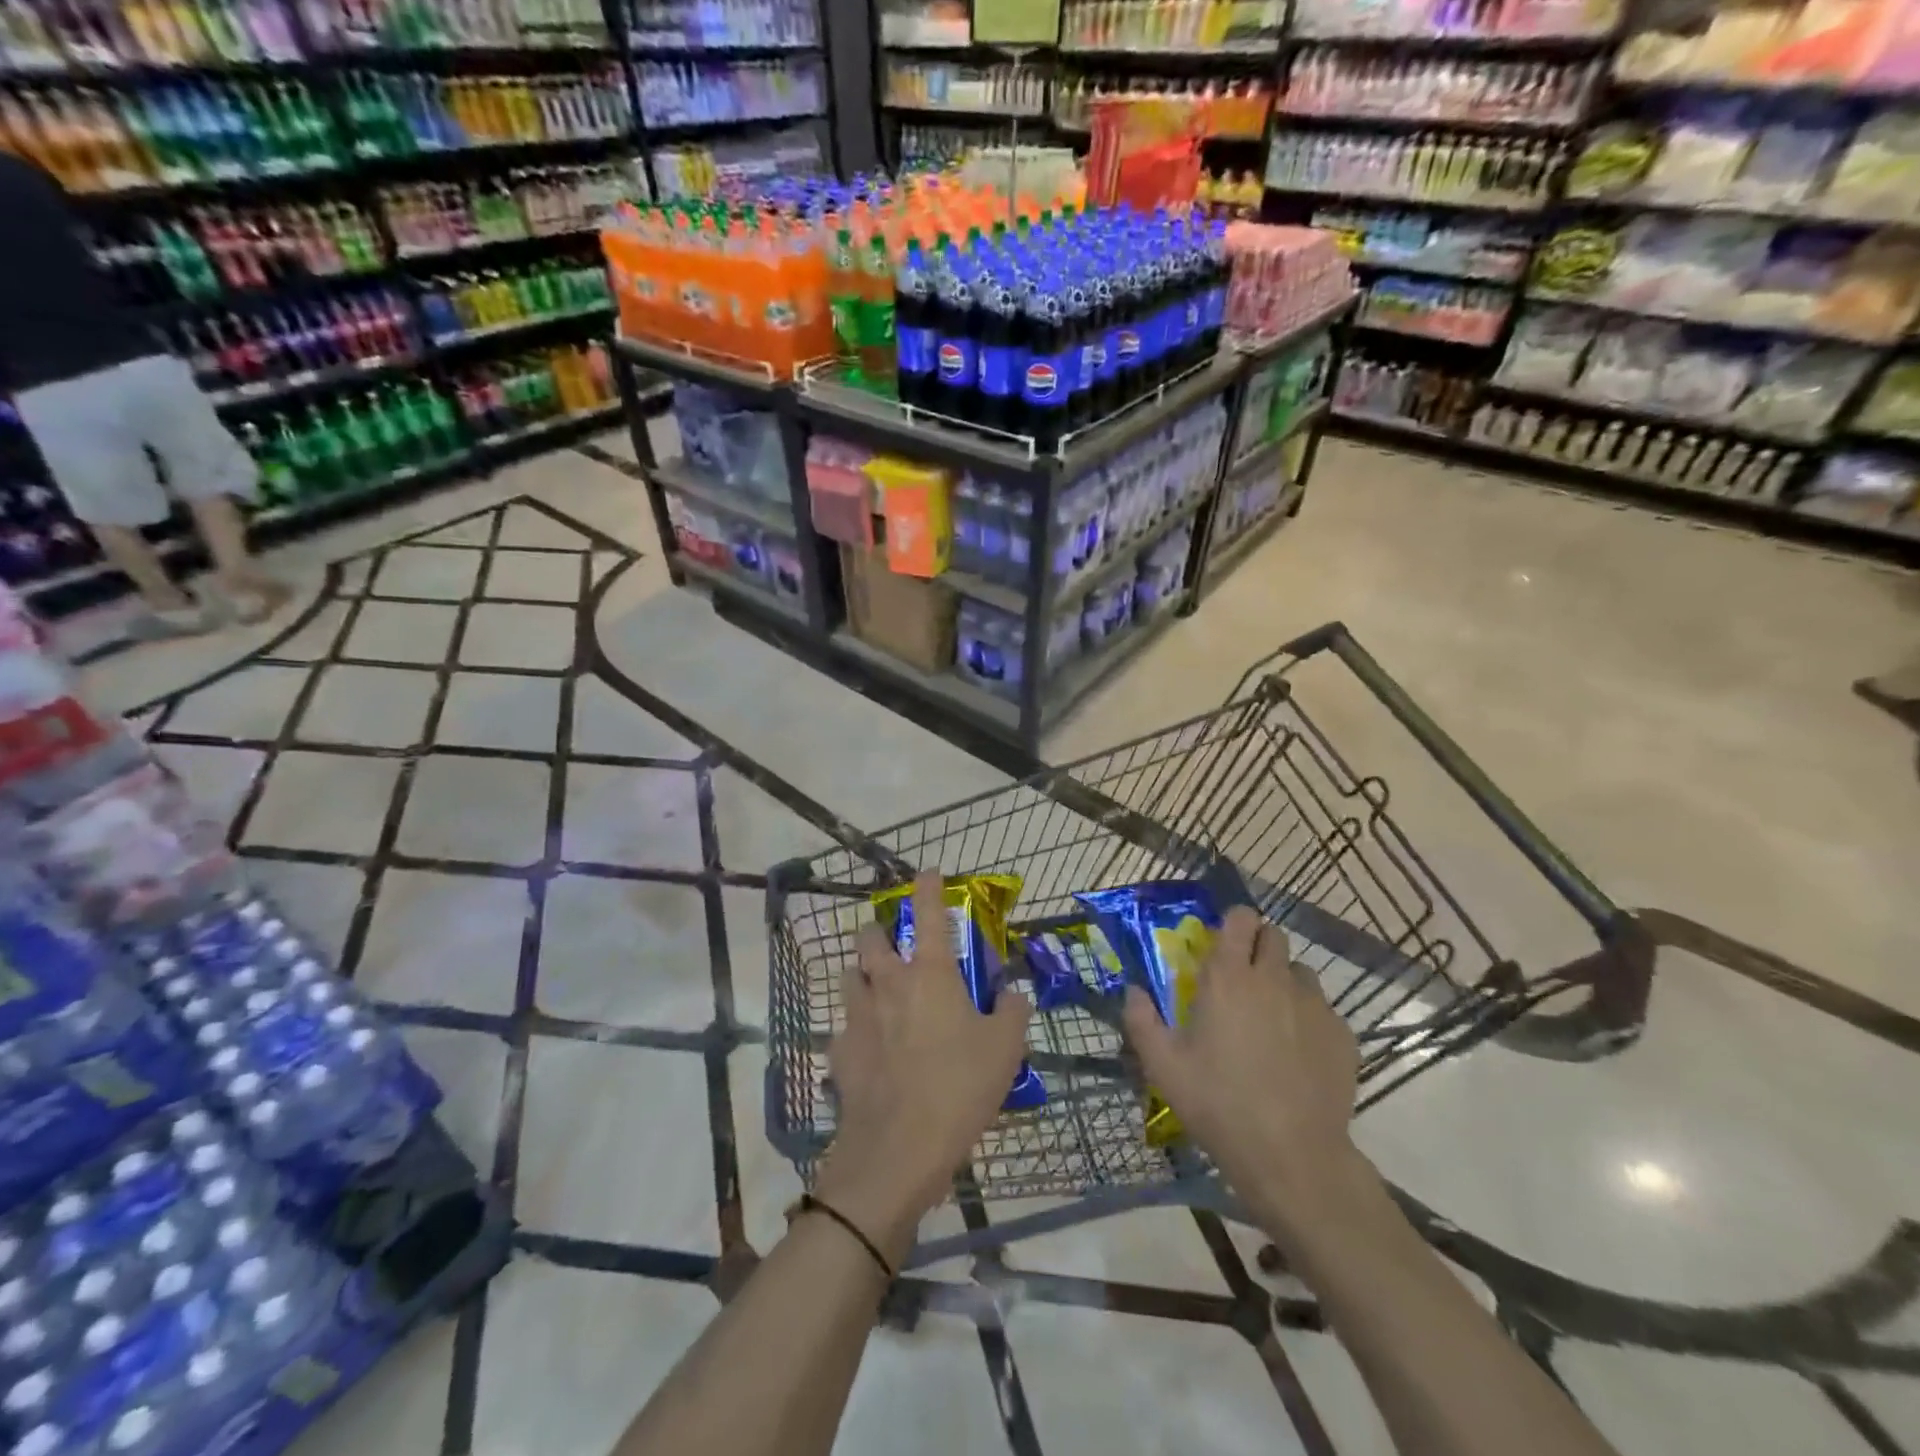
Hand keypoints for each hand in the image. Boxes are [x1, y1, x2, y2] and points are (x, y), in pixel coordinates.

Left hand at [814, 871, 1032, 1264]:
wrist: (899, 1149)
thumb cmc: (959, 1087)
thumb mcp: (1006, 1050)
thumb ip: (1013, 1012)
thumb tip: (1012, 995)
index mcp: (930, 975)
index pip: (929, 914)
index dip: (928, 887)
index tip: (928, 871)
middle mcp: (888, 984)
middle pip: (869, 938)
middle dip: (878, 931)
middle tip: (893, 943)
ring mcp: (858, 1016)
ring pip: (849, 977)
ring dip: (862, 975)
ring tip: (877, 990)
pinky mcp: (840, 1052)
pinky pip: (844, 1028)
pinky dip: (857, 1029)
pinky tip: (870, 1049)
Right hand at [1122, 906, 1361, 1231]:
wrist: (1292, 1156)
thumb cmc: (1219, 1104)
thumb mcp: (1163, 1066)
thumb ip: (1141, 1020)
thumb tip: (1133, 990)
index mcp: (1228, 978)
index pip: (1239, 919)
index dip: (1232, 924)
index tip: (1222, 944)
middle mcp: (1274, 979)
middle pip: (1273, 935)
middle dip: (1257, 946)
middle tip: (1242, 979)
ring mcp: (1314, 1005)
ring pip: (1300, 971)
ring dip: (1283, 981)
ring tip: (1271, 1017)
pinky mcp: (1342, 1034)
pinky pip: (1323, 1009)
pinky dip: (1308, 1018)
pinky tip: (1298, 1053)